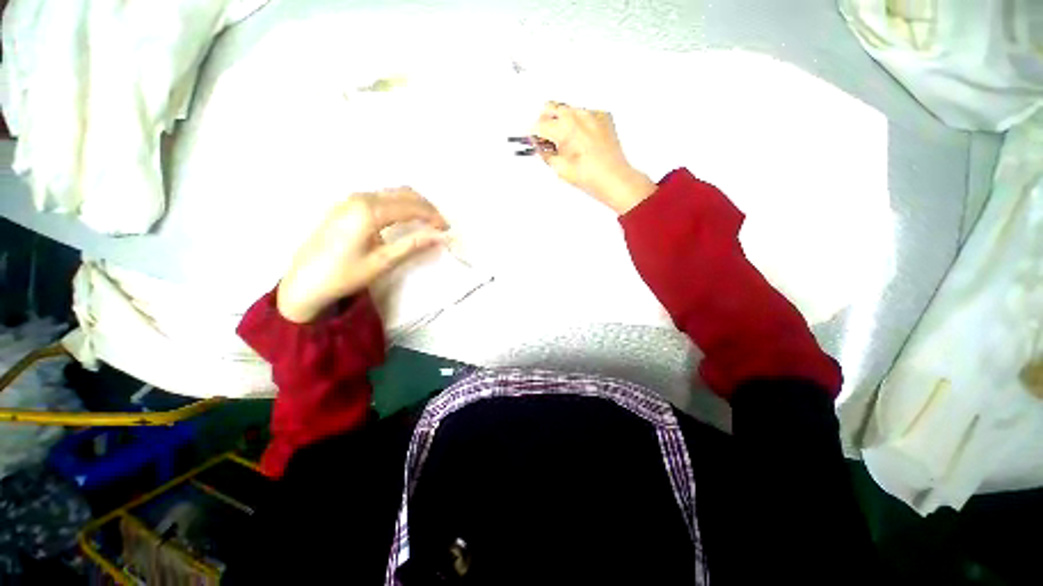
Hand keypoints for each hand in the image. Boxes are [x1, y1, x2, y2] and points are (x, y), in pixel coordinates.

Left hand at [277, 188, 449, 322]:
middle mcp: (360, 198)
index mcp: (369, 211)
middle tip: (439, 226)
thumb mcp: (382, 262)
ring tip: (427, 223)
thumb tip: (440, 237)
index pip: (411, 206)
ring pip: (392, 193)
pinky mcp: (346, 205)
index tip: (447, 229)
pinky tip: (404, 219)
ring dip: (413, 204)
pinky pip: (380, 197)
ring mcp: (350, 199)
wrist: (304, 282)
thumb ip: (412, 245)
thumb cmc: (344, 274)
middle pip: (403, 193)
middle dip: (426, 207)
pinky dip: (399, 204)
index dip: (433, 216)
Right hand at [533, 102, 656, 213]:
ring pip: (569, 109)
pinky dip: (580, 124)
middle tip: (545, 138)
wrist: (614, 178)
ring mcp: (592, 114)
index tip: (532, 138)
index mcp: (564, 127)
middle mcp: (578, 115)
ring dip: (562, 121)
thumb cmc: (591, 176)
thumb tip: (539, 147)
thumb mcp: (560, 169)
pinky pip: (586, 114)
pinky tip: (582, 141)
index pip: (539, 124)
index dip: (532, 133)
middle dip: (545, 121)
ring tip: (566, 142)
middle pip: (551, 107)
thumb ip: (545, 154)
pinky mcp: (603, 117)